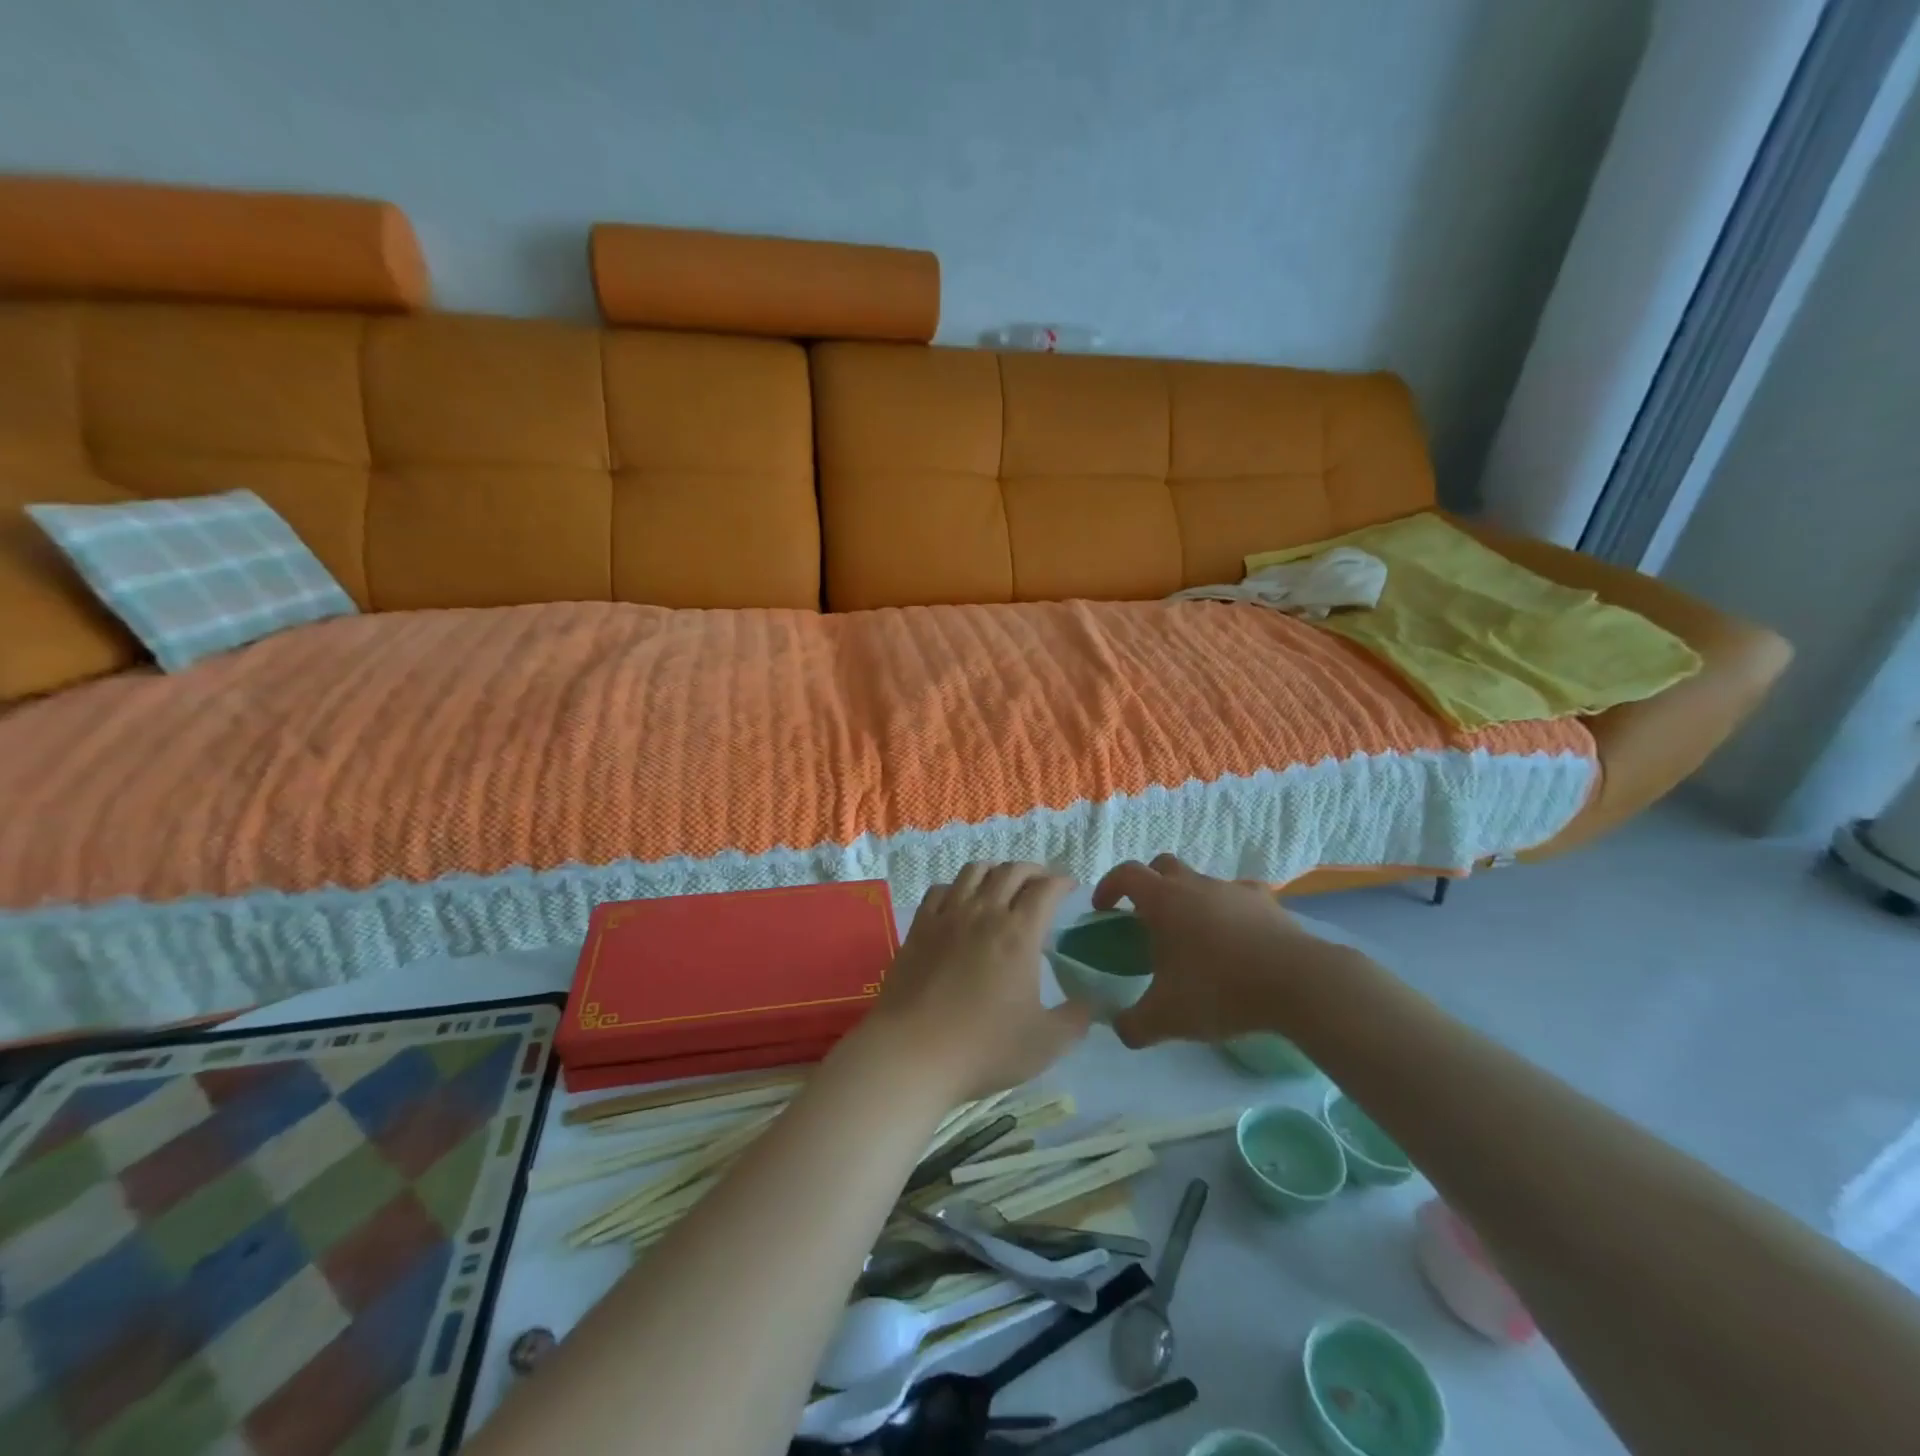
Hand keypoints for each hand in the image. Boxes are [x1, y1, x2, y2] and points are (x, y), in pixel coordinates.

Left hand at [863, 863, 1092, 1100]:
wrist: (912, 1052)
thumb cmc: (984, 1048)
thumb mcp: (1046, 1043)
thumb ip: (1076, 1019)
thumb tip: (1090, 1003)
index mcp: (1019, 933)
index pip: (1046, 889)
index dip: (1062, 882)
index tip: (1070, 888)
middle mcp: (984, 913)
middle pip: (1011, 871)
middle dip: (1033, 870)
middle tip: (1042, 883)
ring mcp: (947, 916)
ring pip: (974, 872)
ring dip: (995, 871)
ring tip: (1003, 883)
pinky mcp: (919, 927)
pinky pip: (940, 890)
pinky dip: (957, 887)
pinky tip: (959, 902)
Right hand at [1092, 854, 1365, 1048]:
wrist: (1298, 983)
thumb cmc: (1220, 990)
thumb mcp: (1167, 1018)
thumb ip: (1133, 1025)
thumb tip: (1119, 1028)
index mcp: (1163, 901)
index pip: (1126, 874)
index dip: (1109, 886)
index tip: (1103, 908)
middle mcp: (1196, 885)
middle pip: (1163, 866)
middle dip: (1149, 885)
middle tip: (1147, 919)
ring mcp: (1234, 889)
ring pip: (1202, 881)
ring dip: (1190, 899)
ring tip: (1195, 937)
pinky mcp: (1268, 902)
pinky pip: (1240, 896)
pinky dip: (1230, 909)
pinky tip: (1236, 937)